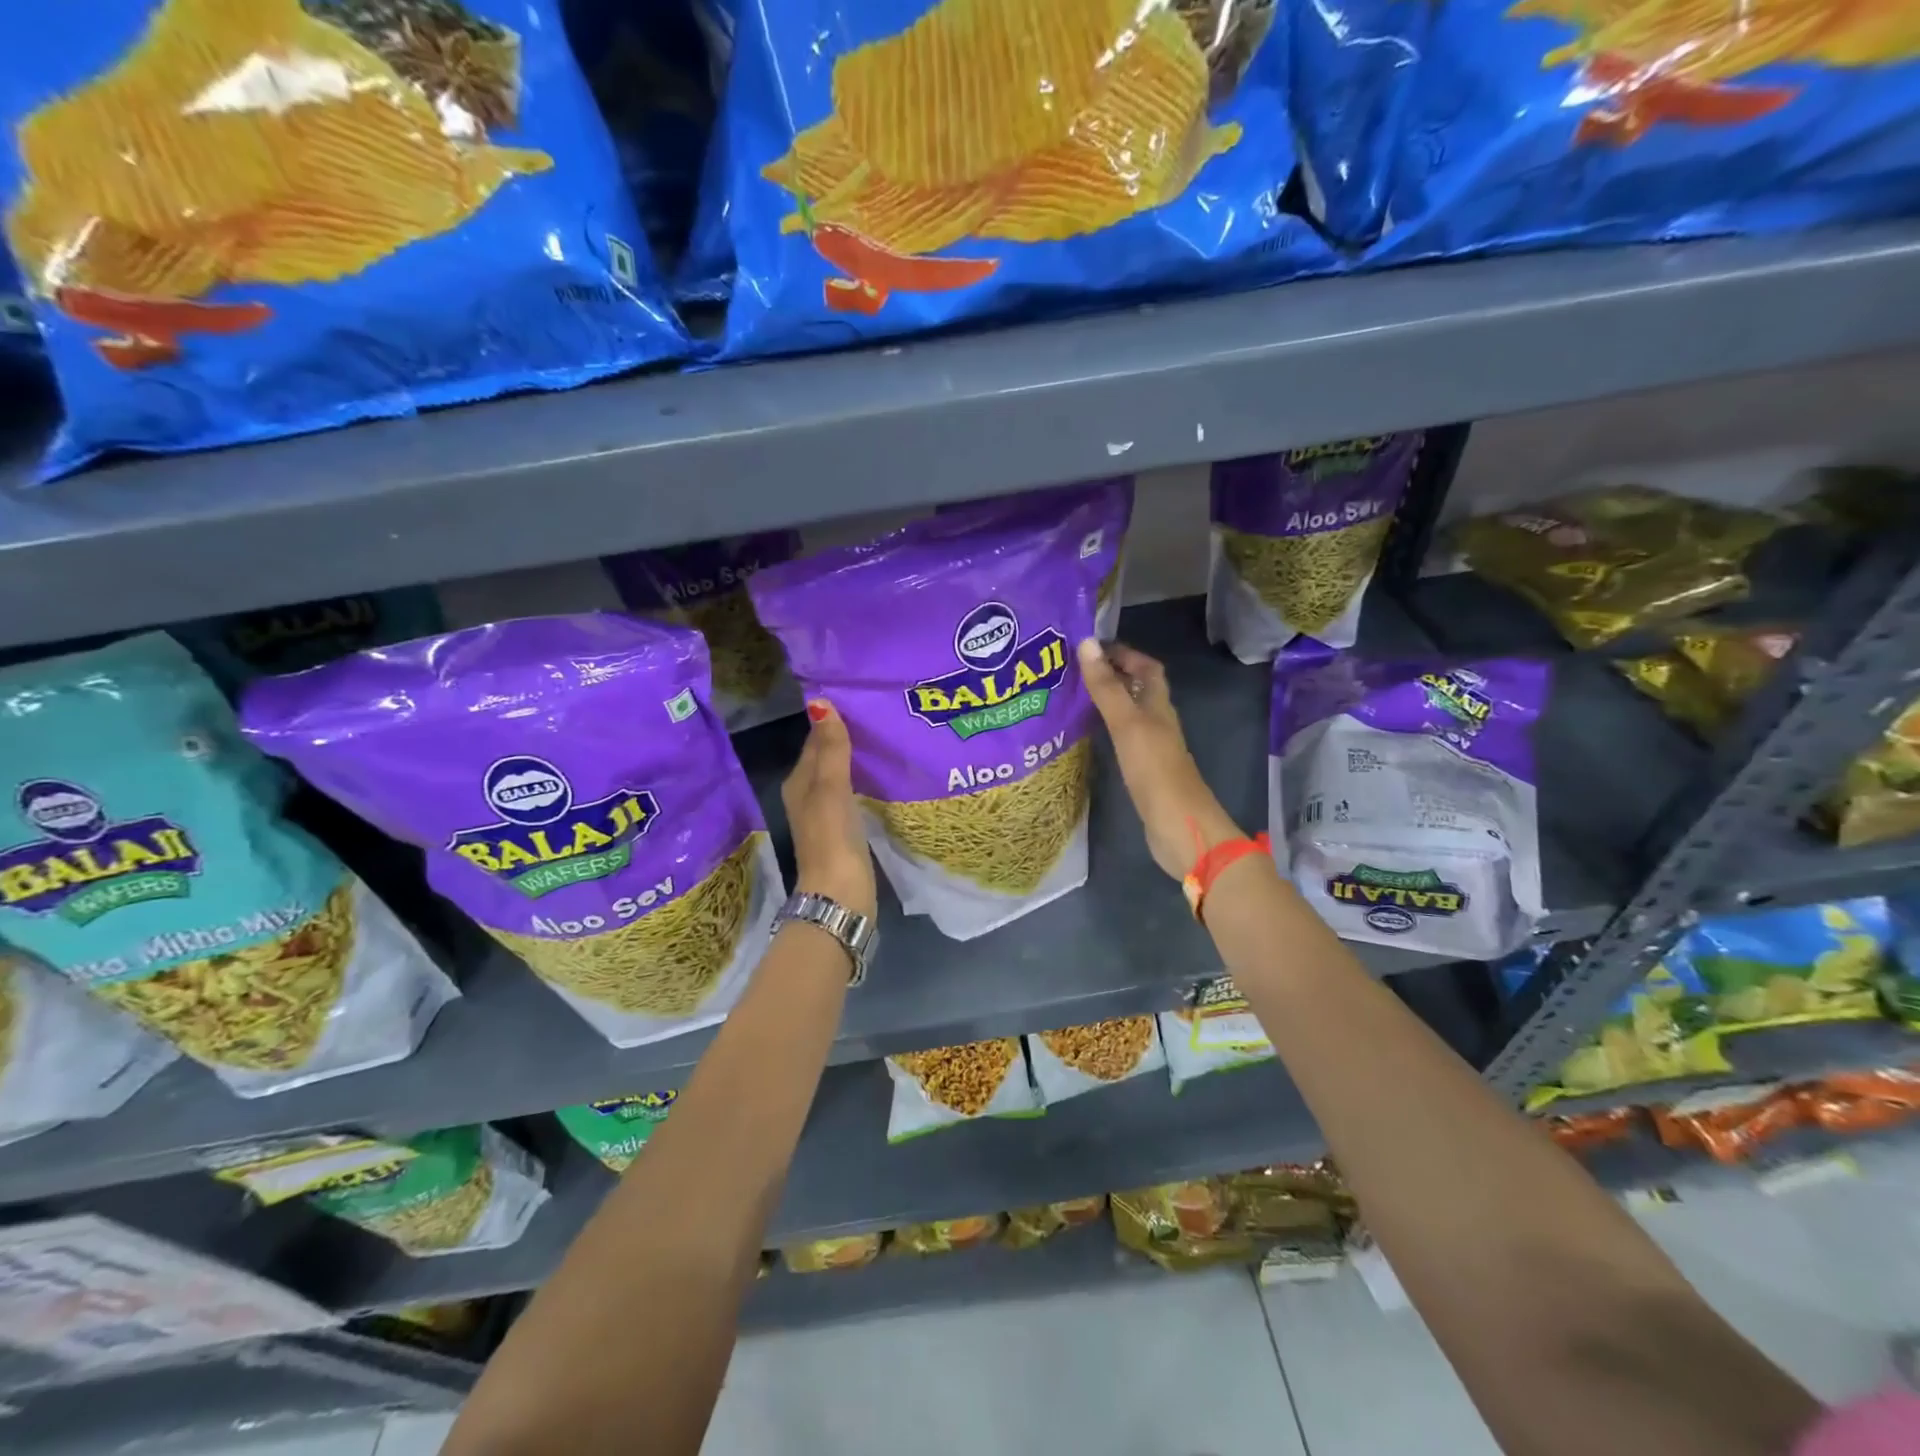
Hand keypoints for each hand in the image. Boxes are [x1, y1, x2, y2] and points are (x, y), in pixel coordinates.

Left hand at [782, 699, 877, 917]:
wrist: (839, 896)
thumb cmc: (832, 838)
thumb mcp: (831, 788)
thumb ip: (830, 749)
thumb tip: (820, 702)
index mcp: (799, 783)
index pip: (815, 741)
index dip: (833, 721)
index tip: (862, 700)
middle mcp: (808, 796)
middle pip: (827, 758)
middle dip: (848, 738)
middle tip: (881, 715)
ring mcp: (826, 817)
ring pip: (841, 777)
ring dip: (858, 761)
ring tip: (887, 740)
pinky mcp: (844, 833)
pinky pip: (853, 796)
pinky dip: (865, 783)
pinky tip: (884, 778)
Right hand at [1077, 639, 1241, 880]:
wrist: (1179, 826)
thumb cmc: (1155, 770)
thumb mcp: (1127, 724)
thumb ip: (1106, 687)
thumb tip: (1087, 642)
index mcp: (1159, 706)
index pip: (1147, 668)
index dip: (1124, 654)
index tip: (1092, 647)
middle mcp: (1158, 723)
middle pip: (1138, 690)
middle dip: (1111, 676)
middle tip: (1074, 670)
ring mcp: (1152, 749)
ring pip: (1130, 715)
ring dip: (1107, 703)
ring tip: (1072, 697)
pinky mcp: (1143, 772)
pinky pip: (1123, 741)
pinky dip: (1106, 731)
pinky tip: (1086, 737)